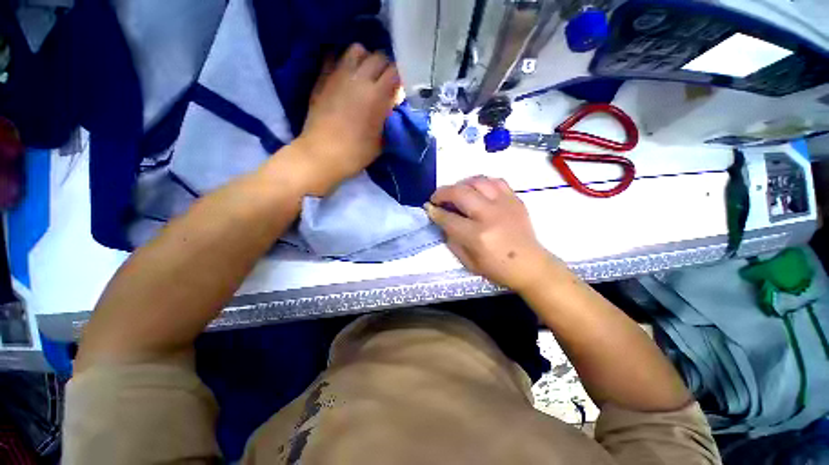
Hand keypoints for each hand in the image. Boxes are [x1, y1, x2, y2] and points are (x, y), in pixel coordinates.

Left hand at [294, 44, 399, 194]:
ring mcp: (338, 75)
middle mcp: (359, 79)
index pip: (395, 71)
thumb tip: (390, 106)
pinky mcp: (323, 78)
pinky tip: (346, 76)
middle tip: (384, 83)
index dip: (400, 79)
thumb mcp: (380, 141)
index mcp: (376, 96)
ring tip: (365, 75)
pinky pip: (334, 56)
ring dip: (365, 59)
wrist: (321, 155)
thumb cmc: (355, 153)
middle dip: (385, 68)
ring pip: (356, 49)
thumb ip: (387, 119)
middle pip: (378, 57)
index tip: (399, 91)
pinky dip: (343, 62)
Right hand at [426, 176, 561, 292]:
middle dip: (443, 192)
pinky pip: (496, 181)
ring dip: (461, 184)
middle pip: (460, 193)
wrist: (530, 265)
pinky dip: (482, 183)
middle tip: (437, 198)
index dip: (434, 212)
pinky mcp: (516, 200)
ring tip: (456, 193)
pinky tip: (477, 190)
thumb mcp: (467, 261)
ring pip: (478, 181)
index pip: (448, 218)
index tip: (428, 207)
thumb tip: (441, 220)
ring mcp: (505, 204)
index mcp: (477, 236)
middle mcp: (490, 216)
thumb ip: (451, 239)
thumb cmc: (497, 268)